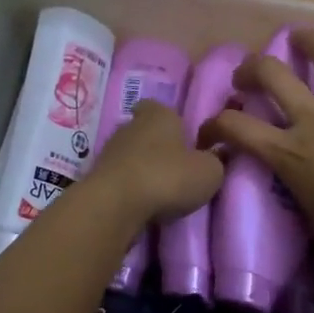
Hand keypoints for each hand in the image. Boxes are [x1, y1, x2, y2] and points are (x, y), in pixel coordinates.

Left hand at [87, 101, 224, 224]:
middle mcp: (130, 125)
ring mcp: (109, 150)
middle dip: (158, 146)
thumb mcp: (209, 172)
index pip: (160, 106)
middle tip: (176, 166)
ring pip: (130, 154)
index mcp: (159, 114)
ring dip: (142, 168)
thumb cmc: (168, 177)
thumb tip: (217, 154)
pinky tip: (141, 202)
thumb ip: (216, 160)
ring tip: (160, 188)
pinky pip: (119, 177)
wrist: (115, 205)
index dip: (171, 120)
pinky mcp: (96, 177)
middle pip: (145, 130)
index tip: (183, 136)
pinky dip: (130, 186)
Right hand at [199, 29, 313, 254]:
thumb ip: (299, 194)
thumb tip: (298, 188)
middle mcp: (312, 119)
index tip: (208, 134)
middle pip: (271, 72)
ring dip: (306, 41)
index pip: (235, 127)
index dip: (212, 126)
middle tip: (246, 75)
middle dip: (250, 67)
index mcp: (288, 152)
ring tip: (299, 37)